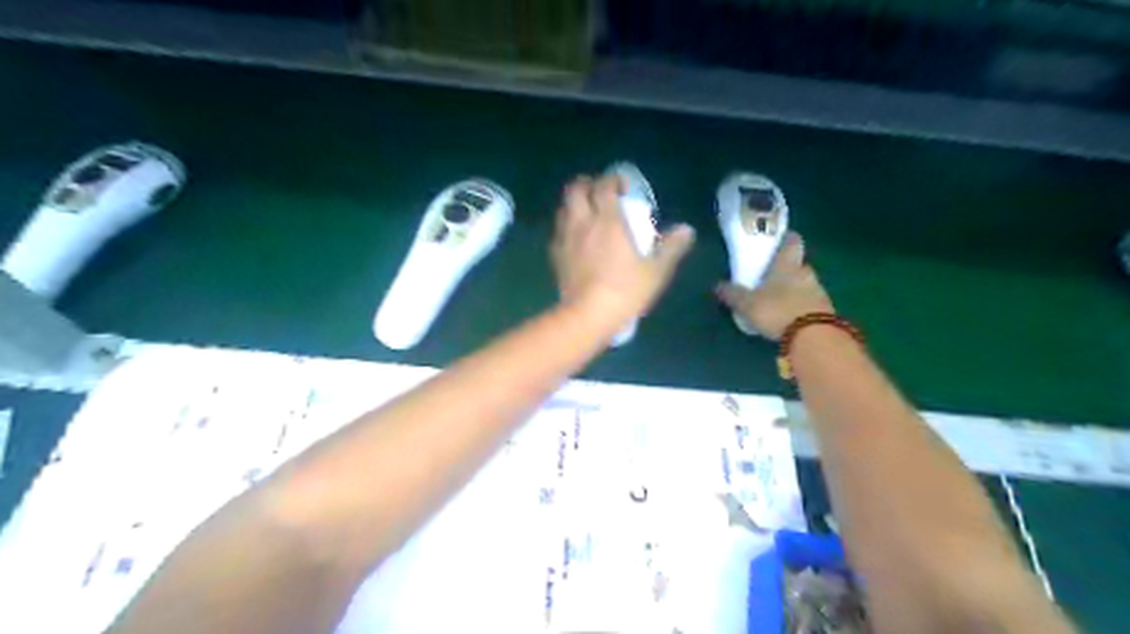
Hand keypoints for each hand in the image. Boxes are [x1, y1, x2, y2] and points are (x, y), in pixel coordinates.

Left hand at [549, 176, 694, 329]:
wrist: (588, 316)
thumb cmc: (626, 290)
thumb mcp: (656, 271)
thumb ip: (671, 248)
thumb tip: (687, 230)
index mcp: (608, 220)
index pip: (604, 186)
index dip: (612, 179)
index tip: (622, 185)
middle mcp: (583, 222)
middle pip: (575, 189)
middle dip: (587, 184)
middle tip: (600, 193)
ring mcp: (565, 238)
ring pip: (563, 208)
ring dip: (574, 204)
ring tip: (587, 213)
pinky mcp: (555, 256)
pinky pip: (558, 231)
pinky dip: (566, 227)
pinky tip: (575, 239)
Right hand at [718, 232, 833, 341]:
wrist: (813, 337)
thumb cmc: (777, 311)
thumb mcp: (747, 304)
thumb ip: (733, 294)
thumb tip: (717, 285)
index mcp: (787, 265)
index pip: (792, 243)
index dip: (787, 239)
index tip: (781, 238)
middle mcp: (805, 274)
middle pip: (798, 265)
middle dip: (787, 269)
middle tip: (772, 276)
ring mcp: (819, 292)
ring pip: (805, 285)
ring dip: (795, 289)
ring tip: (779, 300)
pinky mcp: (826, 311)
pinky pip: (811, 303)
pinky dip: (801, 306)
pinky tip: (790, 317)